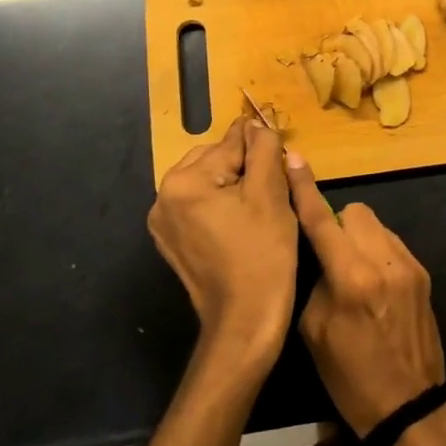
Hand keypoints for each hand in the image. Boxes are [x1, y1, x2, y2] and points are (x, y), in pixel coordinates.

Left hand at [147, 117, 297, 370]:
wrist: (245, 320)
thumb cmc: (263, 254)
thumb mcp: (271, 194)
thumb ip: (264, 149)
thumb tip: (257, 124)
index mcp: (184, 181)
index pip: (231, 143)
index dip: (262, 148)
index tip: (281, 159)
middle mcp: (164, 197)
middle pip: (215, 161)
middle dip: (245, 168)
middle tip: (275, 191)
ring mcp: (164, 223)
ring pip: (208, 183)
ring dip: (234, 186)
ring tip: (261, 208)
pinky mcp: (172, 243)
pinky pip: (200, 208)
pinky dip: (222, 207)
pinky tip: (244, 225)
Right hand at [287, 157, 444, 436]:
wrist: (410, 406)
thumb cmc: (351, 377)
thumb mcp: (314, 332)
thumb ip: (314, 281)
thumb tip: (317, 253)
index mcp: (351, 278)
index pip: (322, 220)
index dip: (304, 189)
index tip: (294, 160)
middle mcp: (383, 261)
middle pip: (355, 211)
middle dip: (337, 224)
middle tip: (328, 256)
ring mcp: (408, 265)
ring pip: (375, 225)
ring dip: (358, 238)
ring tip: (351, 272)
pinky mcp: (422, 274)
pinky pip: (391, 244)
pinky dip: (376, 253)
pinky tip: (373, 284)